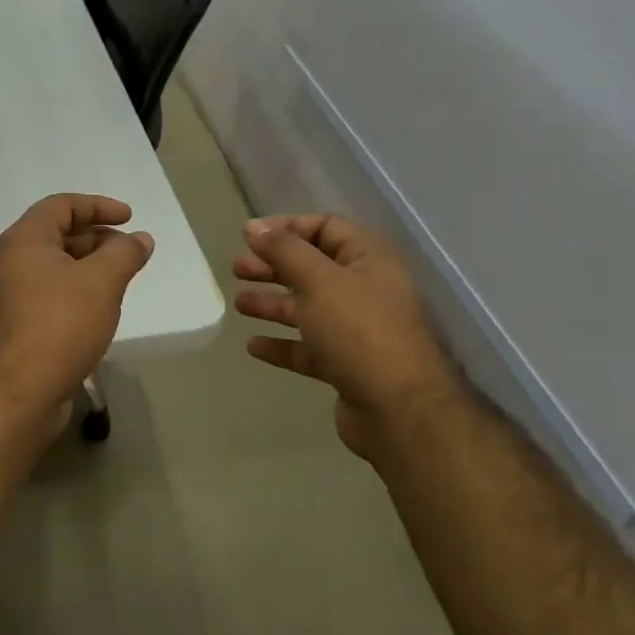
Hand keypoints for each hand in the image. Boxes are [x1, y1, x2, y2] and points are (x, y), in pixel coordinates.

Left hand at [0, 194, 154, 433]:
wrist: (16, 394)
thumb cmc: (59, 325)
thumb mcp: (101, 282)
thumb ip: (124, 254)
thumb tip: (140, 238)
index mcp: (25, 240)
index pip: (62, 205)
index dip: (98, 205)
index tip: (130, 218)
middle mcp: (13, 262)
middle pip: (58, 235)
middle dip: (98, 238)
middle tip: (130, 252)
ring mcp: (13, 296)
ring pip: (57, 268)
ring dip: (91, 268)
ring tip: (122, 281)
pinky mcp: (20, 326)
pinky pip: (53, 296)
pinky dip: (79, 293)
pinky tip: (101, 311)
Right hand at [233, 215, 459, 461]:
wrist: (397, 409)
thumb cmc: (358, 331)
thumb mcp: (318, 280)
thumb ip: (284, 250)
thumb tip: (254, 226)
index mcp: (368, 259)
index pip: (326, 228)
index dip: (287, 228)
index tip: (250, 237)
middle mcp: (365, 290)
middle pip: (312, 268)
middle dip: (273, 266)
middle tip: (237, 269)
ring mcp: (357, 330)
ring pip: (308, 308)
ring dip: (273, 304)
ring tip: (239, 304)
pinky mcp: (346, 365)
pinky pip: (308, 347)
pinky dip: (282, 344)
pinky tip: (254, 345)